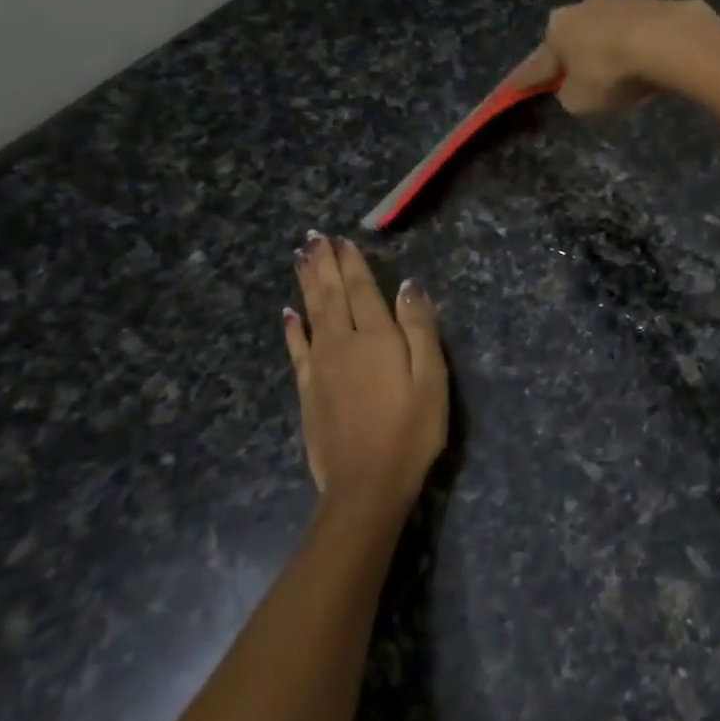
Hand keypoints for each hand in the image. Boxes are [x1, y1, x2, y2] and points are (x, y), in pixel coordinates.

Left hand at [283, 234, 447, 528]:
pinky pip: (296, 348)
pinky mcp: (307, 389)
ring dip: (305, 284)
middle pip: (330, 295)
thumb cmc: (411, 430)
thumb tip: (410, 286)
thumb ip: (420, 329)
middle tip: (313, 238)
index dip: (352, 263)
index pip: (362, 289)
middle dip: (323, 264)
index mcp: (376, 337)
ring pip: (310, 313)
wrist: (366, 482)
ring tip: (300, 259)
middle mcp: (342, 342)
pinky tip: (287, 314)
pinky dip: (292, 327)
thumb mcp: (431, 378)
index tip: (341, 239)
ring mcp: (320, 365)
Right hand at [517, 0, 712, 117]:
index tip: (517, 88)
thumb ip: (570, 95)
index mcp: (558, 27)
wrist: (666, 41)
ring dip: (611, 45)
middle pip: (576, 36)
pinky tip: (649, 60)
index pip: (539, 62)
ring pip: (610, 27)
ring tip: (621, 68)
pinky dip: (641, 44)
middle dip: (576, 54)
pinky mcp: (657, 2)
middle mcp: (585, 5)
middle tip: (580, 76)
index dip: (530, 80)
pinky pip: (642, 30)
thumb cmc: (610, 73)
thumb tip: (574, 87)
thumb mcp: (579, 101)